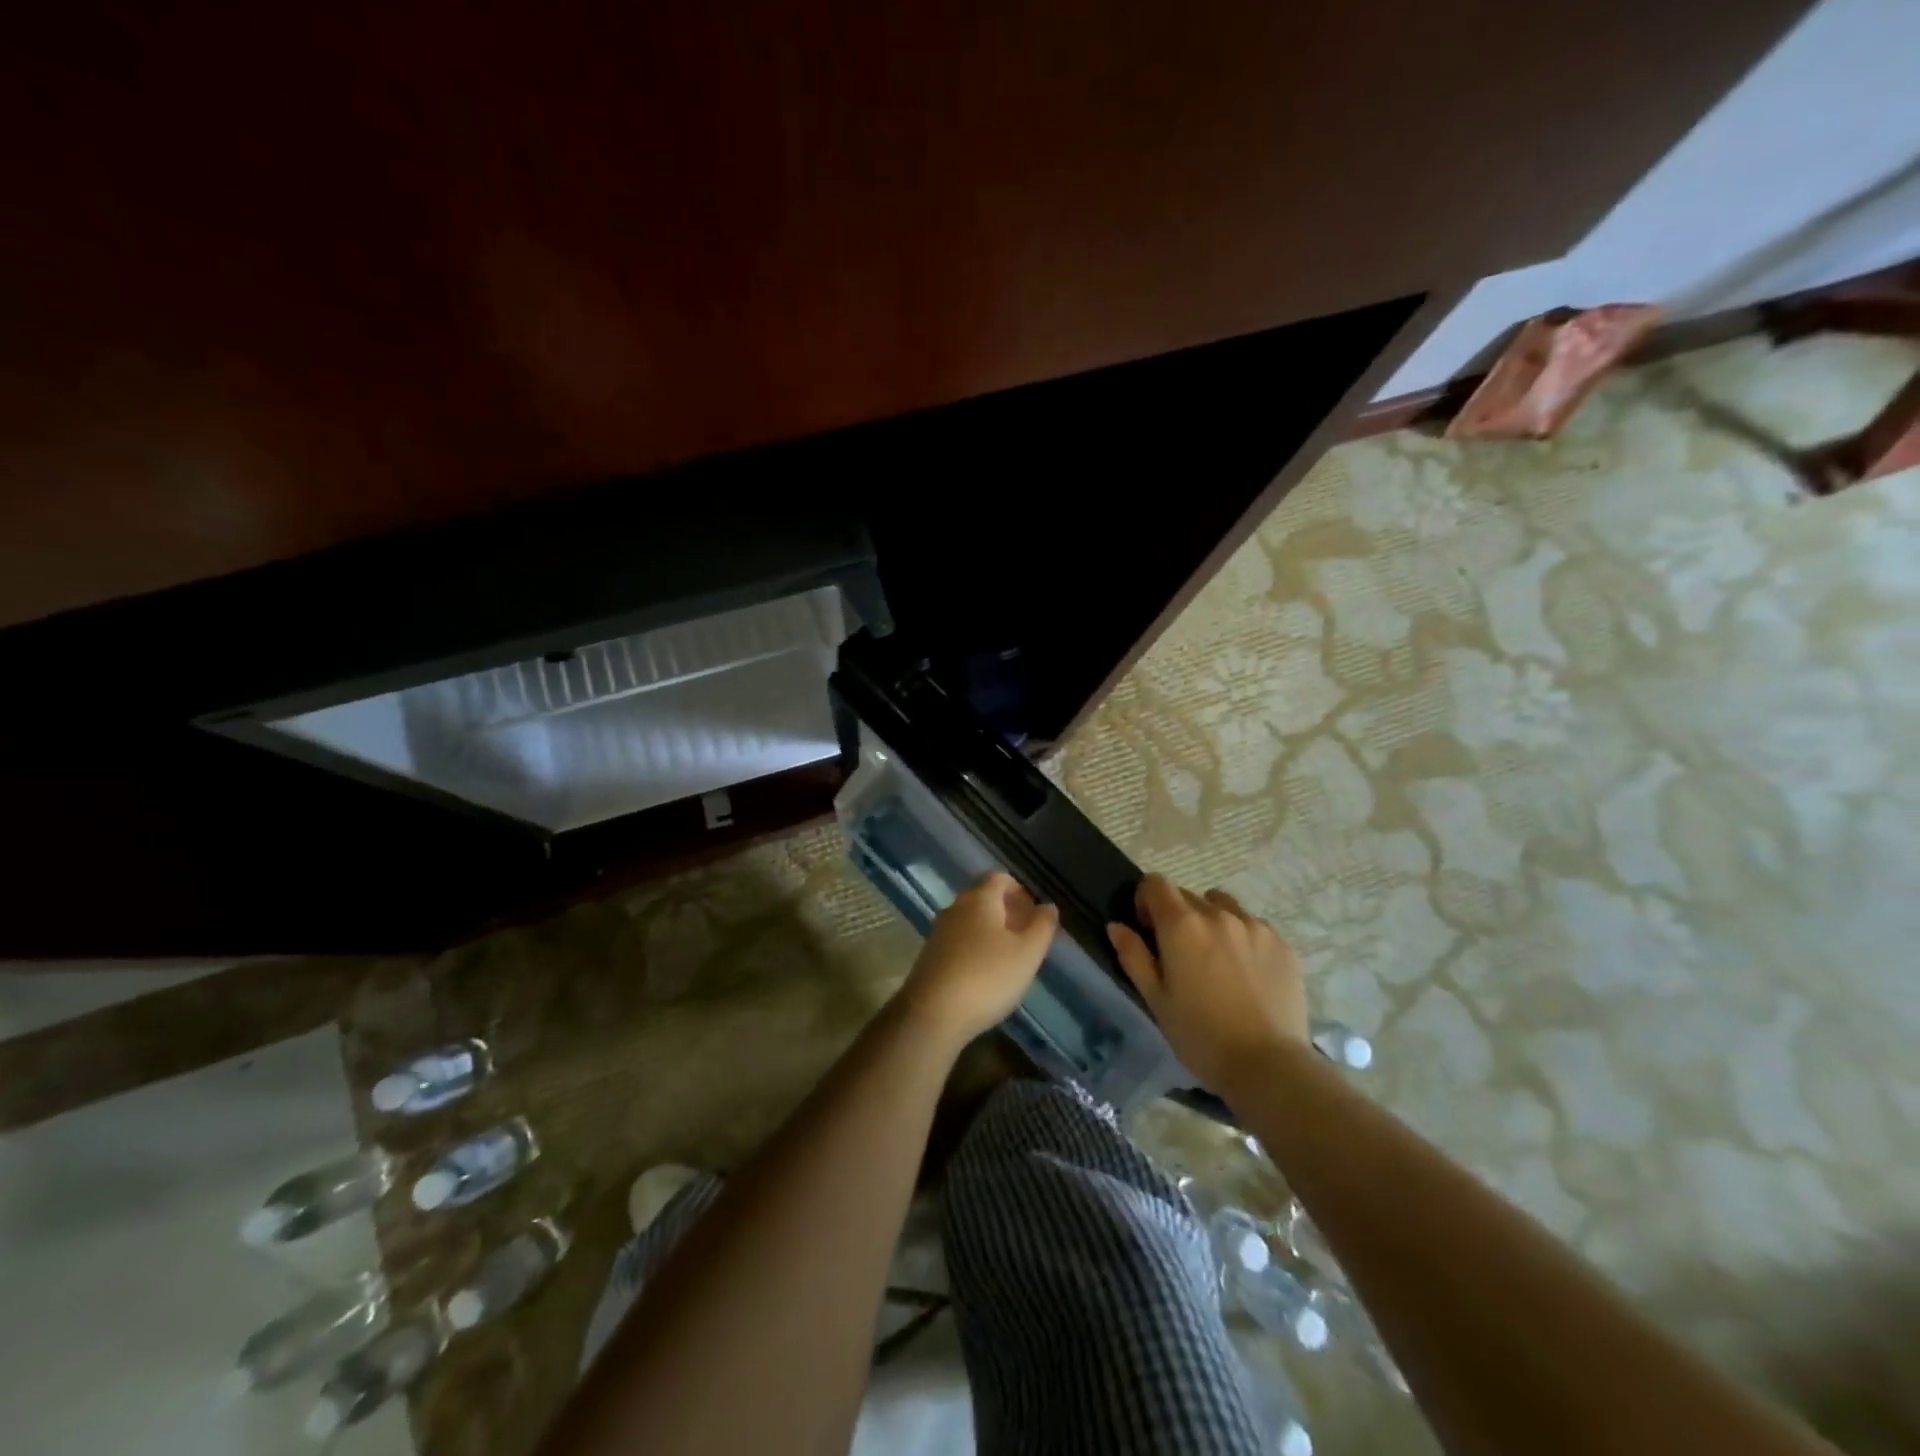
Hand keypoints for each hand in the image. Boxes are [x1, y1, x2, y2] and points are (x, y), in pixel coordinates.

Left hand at [901, 872, 1058, 1043]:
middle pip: (983, 898)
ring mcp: (938, 933)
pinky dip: (975, 948)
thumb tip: (1048, 906)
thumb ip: (1042, 926)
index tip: (1034, 911)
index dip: (1019, 890)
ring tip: (1010, 957)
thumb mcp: (1028, 953)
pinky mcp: (929, 957)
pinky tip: (985, 974)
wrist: (932, 1014)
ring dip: (990, 931)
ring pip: (970, 921)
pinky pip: (958, 942)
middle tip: (1026, 935)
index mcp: (979, 899)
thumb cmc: (987, 977)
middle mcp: (955, 908)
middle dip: (1006, 911)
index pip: (999, 878)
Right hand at [1107, 873, 1308, 1092]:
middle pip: (1188, 896)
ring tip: (1216, 958)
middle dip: (1177, 916)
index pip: (1156, 884)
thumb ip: (1133, 956)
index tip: (1147, 928)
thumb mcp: (1156, 999)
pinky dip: (1242, 937)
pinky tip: (1246, 972)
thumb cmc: (1200, 1035)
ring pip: (1223, 906)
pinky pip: (1253, 926)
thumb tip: (1116, 926)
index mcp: (1181, 925)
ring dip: (1211, 921)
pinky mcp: (1281, 944)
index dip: (1146, 899)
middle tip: (1180, 953)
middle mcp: (1218, 914)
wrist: (1268, 1065)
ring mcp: (1254, 926)